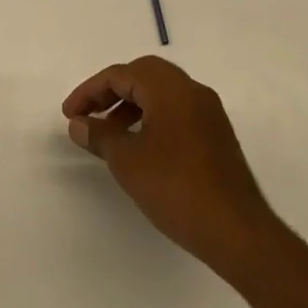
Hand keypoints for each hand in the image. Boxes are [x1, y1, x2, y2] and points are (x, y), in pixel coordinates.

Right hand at [63, 56, 273, 271]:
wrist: (238, 232)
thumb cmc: (177, 188)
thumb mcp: (127, 161)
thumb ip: (100, 135)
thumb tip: (79, 124)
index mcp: (170, 88)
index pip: (121, 74)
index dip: (90, 91)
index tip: (70, 115)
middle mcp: (192, 91)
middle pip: (143, 75)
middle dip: (111, 91)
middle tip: (89, 114)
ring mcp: (208, 112)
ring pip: (161, 93)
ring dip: (131, 104)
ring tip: (110, 134)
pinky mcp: (216, 135)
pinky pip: (176, 110)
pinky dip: (152, 117)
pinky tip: (140, 146)